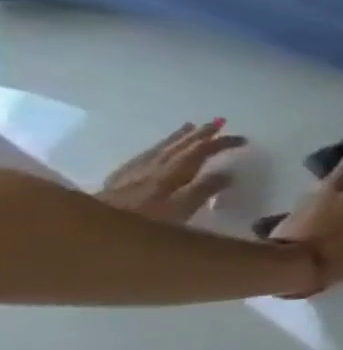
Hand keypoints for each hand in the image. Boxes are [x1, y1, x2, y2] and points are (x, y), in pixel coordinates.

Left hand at [97, 120, 246, 222]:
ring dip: (179, 136)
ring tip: (190, 126)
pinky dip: (157, 147)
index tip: (243, 140)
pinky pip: (145, 155)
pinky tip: (158, 148)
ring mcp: (135, 170)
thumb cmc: (147, 221)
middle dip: (200, 133)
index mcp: (173, 172)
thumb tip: (228, 173)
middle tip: (218, 122)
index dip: (222, 143)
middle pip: (180, 145)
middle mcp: (155, 166)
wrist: (93, 227)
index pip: (201, 151)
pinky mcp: (121, 178)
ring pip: (161, 147)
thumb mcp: (183, 208)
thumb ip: (205, 190)